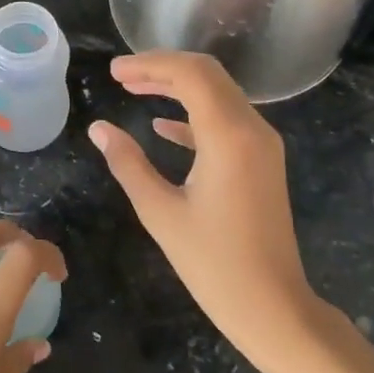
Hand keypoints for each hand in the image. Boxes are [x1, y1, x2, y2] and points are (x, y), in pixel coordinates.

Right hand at [88, 51, 324, 371]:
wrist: (275, 308)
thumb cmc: (214, 264)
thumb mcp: (160, 212)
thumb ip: (128, 163)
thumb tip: (99, 128)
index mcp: (228, 136)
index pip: (190, 74)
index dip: (150, 64)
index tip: (115, 72)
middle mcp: (252, 129)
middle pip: (207, 74)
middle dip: (162, 68)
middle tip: (121, 76)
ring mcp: (262, 145)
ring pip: (218, 93)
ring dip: (177, 86)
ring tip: (134, 90)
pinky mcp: (261, 161)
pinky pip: (226, 120)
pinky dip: (193, 113)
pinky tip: (161, 126)